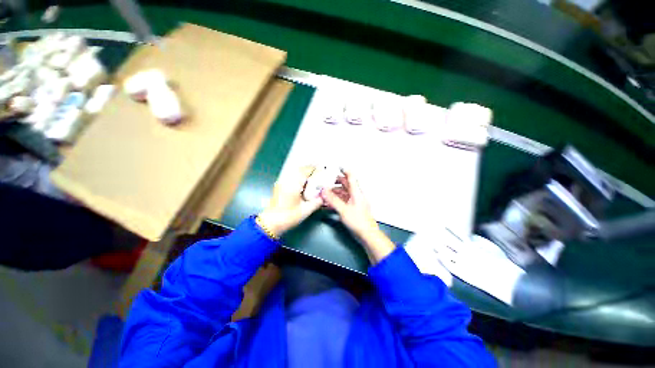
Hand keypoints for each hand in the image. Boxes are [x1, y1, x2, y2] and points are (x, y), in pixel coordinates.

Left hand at [258, 166, 322, 235]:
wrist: (270, 223)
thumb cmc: (287, 217)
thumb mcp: (305, 211)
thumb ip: (316, 202)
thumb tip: (324, 196)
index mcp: (293, 186)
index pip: (304, 172)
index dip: (313, 168)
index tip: (321, 168)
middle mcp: (286, 182)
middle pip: (298, 169)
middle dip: (309, 168)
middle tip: (318, 171)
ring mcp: (281, 183)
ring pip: (293, 172)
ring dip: (303, 172)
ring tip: (311, 176)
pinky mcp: (279, 187)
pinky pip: (290, 177)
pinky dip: (297, 176)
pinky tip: (302, 183)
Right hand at [320, 170, 377, 237]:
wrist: (367, 234)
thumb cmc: (359, 222)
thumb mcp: (343, 210)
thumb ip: (333, 200)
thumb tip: (324, 191)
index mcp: (357, 193)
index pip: (351, 177)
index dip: (345, 171)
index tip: (338, 166)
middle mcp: (356, 196)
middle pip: (346, 185)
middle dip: (336, 182)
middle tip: (327, 180)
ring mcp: (354, 202)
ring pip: (343, 193)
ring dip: (334, 192)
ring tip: (325, 192)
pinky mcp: (352, 209)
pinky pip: (343, 201)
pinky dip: (336, 200)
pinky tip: (329, 202)